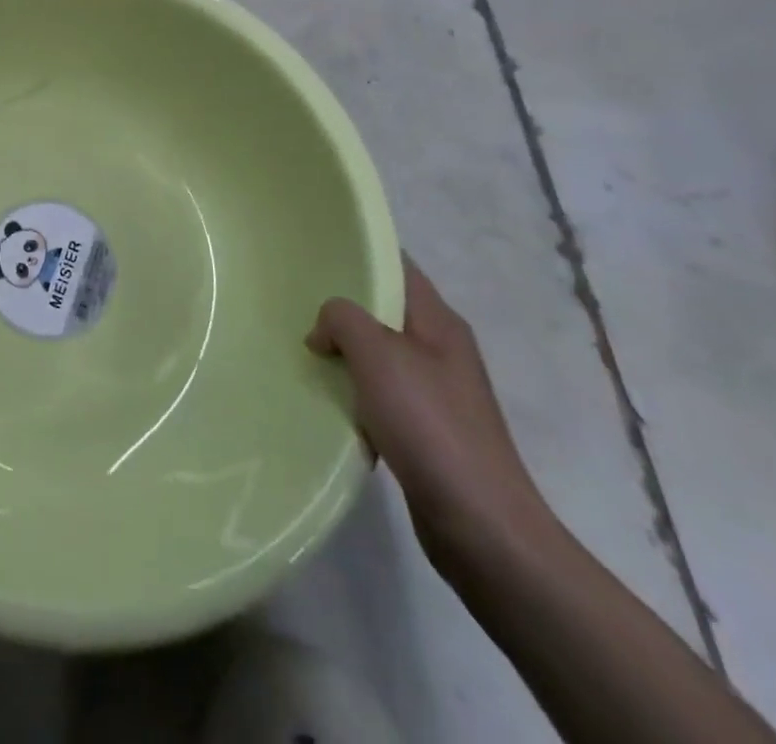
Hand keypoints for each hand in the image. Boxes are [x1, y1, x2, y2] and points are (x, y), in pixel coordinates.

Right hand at [309, 259, 555, 572]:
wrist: (481, 526)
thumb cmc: (430, 425)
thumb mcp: (377, 354)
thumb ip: (342, 320)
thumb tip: (324, 330)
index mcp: (439, 322)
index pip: (397, 267)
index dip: (360, 253)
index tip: (313, 249)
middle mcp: (441, 350)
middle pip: (383, 311)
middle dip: (341, 307)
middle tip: (294, 302)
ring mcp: (436, 392)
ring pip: (377, 356)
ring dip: (343, 355)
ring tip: (302, 351)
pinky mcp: (426, 431)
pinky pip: (380, 396)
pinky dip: (354, 395)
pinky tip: (327, 403)